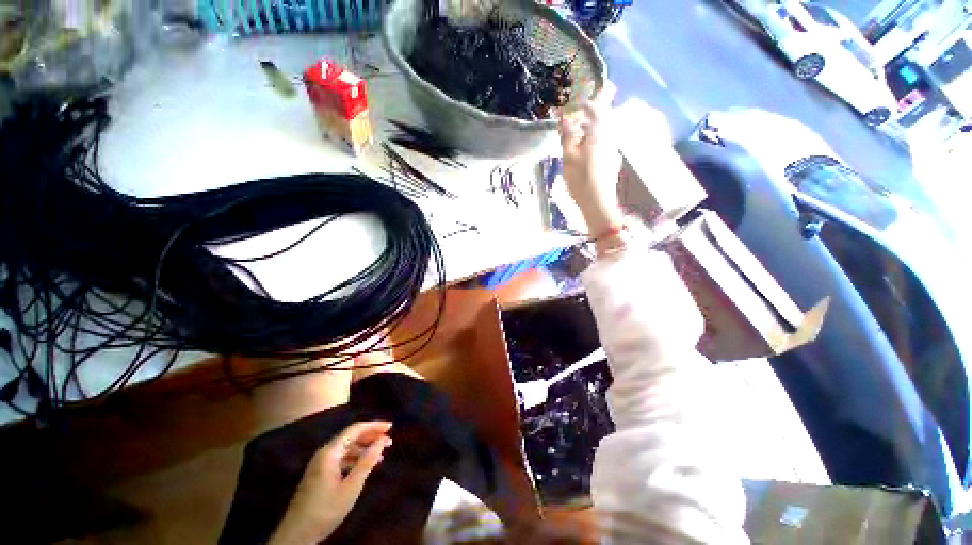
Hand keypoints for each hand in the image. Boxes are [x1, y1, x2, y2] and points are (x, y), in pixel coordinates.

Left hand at [269, 421, 392, 544]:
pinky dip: (355, 459)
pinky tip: (365, 467)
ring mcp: (320, 464)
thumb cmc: (326, 510)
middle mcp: (324, 453)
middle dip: (371, 436)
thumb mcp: (351, 487)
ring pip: (346, 448)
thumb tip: (381, 440)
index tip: (390, 427)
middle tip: (389, 440)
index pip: (355, 429)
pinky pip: (341, 458)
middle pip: (351, 437)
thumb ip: (367, 461)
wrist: (296, 535)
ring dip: (364, 448)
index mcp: (330, 452)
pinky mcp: (319, 474)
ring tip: (381, 454)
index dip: (374, 426)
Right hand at [559, 83, 622, 236]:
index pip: (599, 109)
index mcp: (597, 134)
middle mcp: (608, 138)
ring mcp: (612, 150)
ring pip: (606, 130)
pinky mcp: (611, 161)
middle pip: (606, 117)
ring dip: (597, 123)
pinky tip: (589, 144)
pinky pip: (605, 141)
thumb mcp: (569, 158)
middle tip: (594, 100)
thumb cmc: (581, 180)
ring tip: (586, 123)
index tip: (592, 91)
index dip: (595, 98)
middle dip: (600, 107)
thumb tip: (566, 116)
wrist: (598, 203)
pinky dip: (597, 136)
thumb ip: (568, 136)